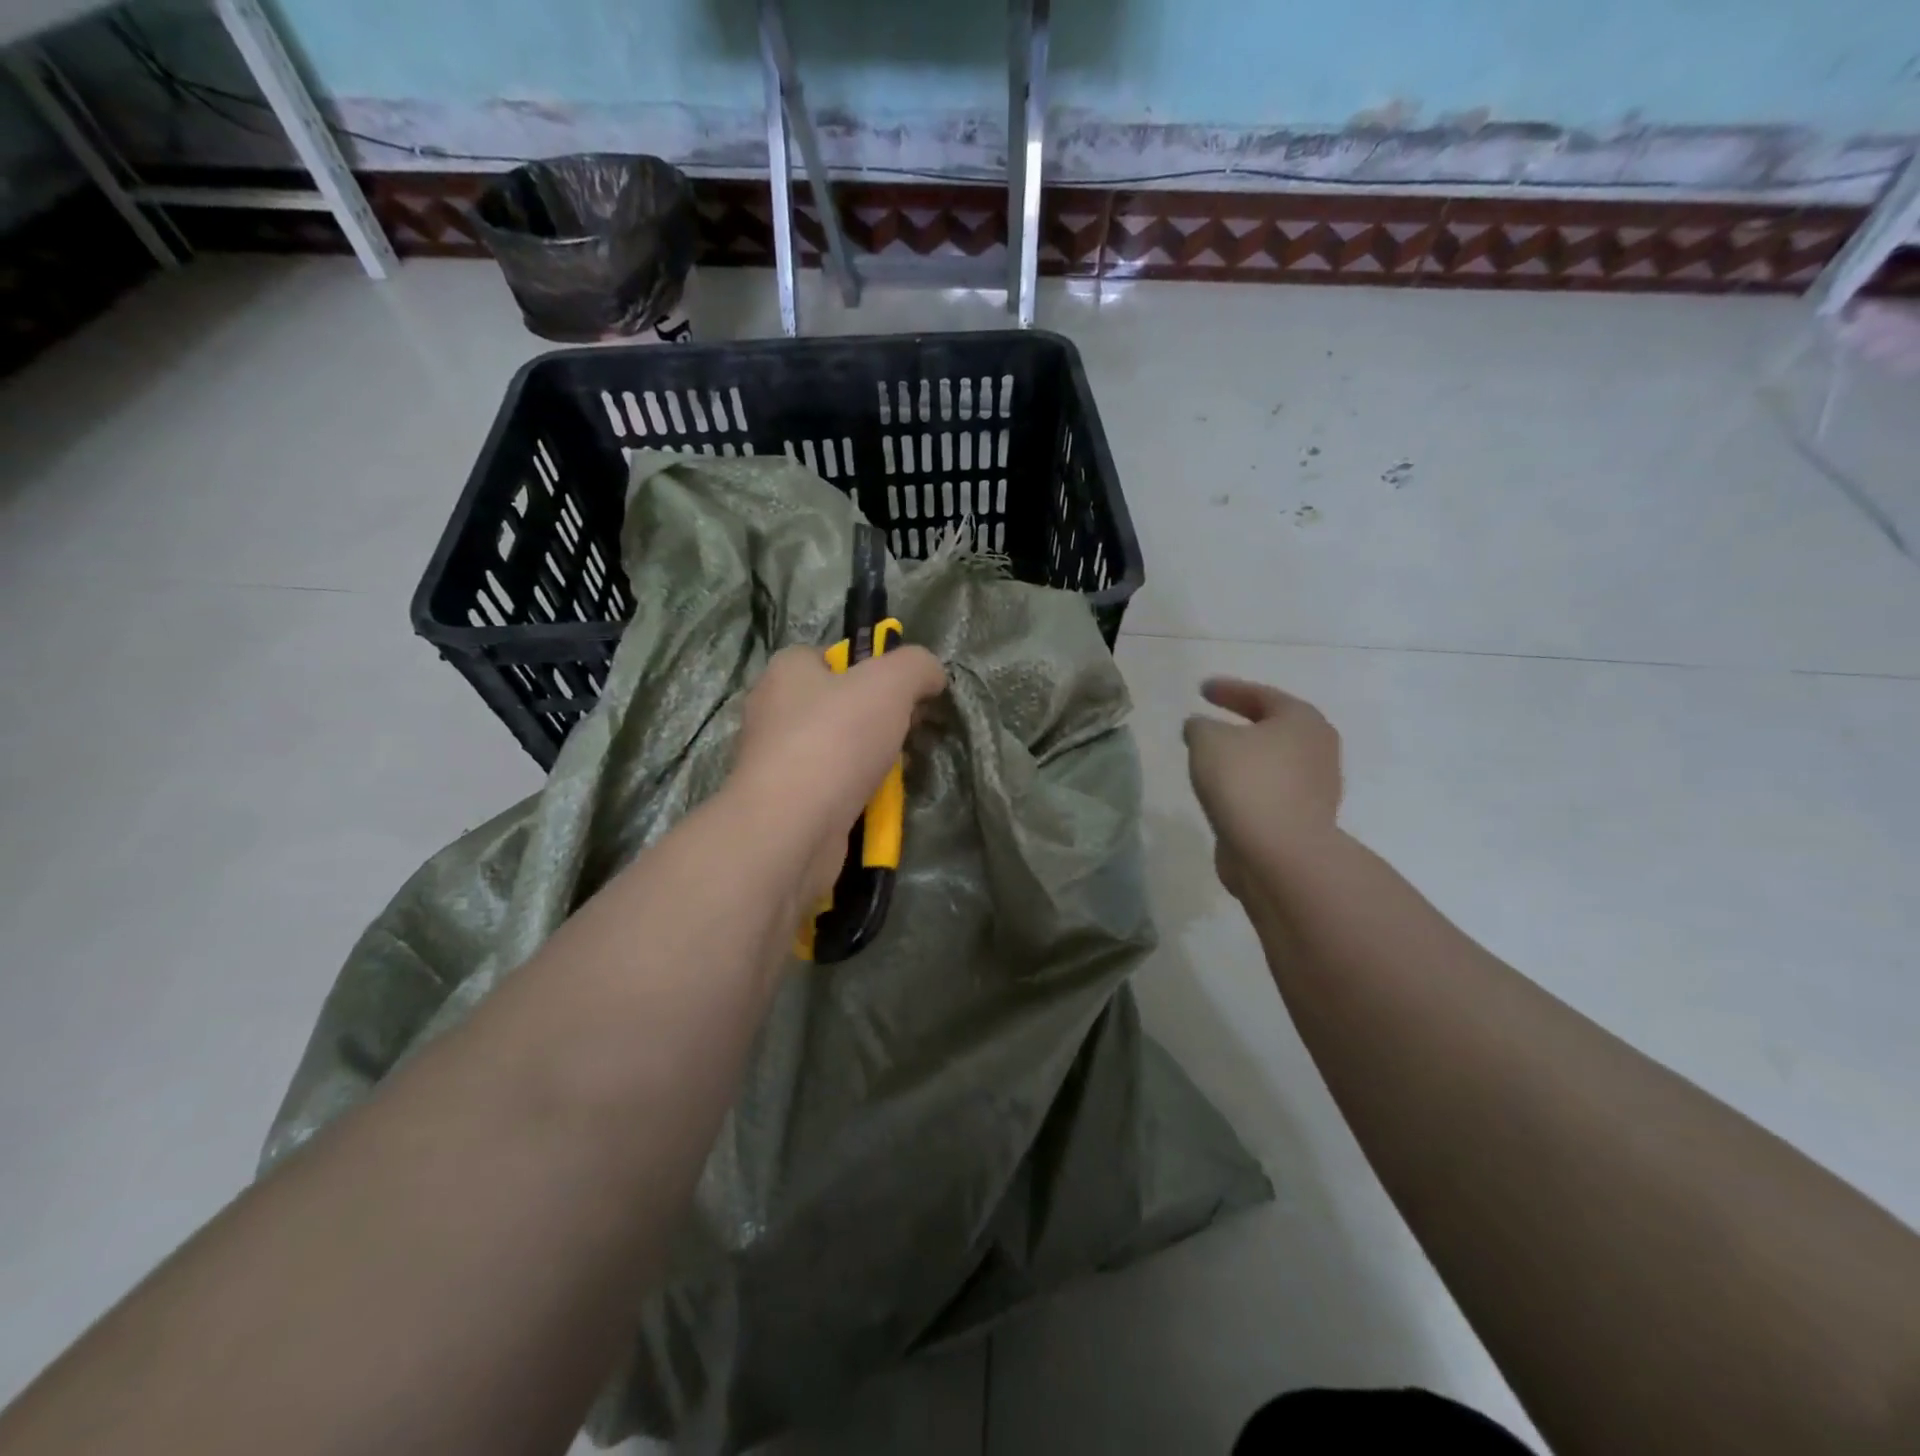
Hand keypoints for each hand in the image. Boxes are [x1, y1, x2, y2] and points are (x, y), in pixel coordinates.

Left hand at [731, 642, 946, 904]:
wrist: (792, 827)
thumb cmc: (836, 738)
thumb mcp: (891, 682)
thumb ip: (917, 667)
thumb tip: (931, 676)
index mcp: (787, 671)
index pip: (830, 656)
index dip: (870, 667)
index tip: (901, 691)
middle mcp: (773, 711)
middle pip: (838, 704)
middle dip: (879, 718)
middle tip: (909, 732)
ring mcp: (775, 761)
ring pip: (837, 749)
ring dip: (872, 760)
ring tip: (899, 771)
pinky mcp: (784, 803)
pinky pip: (830, 788)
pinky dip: (856, 794)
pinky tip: (878, 803)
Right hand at [1183, 677, 1341, 903]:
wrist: (1278, 854)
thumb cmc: (1246, 783)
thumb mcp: (1208, 741)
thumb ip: (1200, 726)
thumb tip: (1201, 727)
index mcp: (1301, 720)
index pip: (1260, 694)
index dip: (1228, 690)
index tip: (1201, 690)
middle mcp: (1318, 748)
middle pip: (1274, 728)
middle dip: (1243, 724)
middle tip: (1212, 722)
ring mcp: (1316, 787)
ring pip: (1273, 762)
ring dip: (1245, 759)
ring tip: (1212, 760)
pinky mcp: (1304, 820)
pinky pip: (1269, 792)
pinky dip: (1248, 787)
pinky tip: (1224, 793)